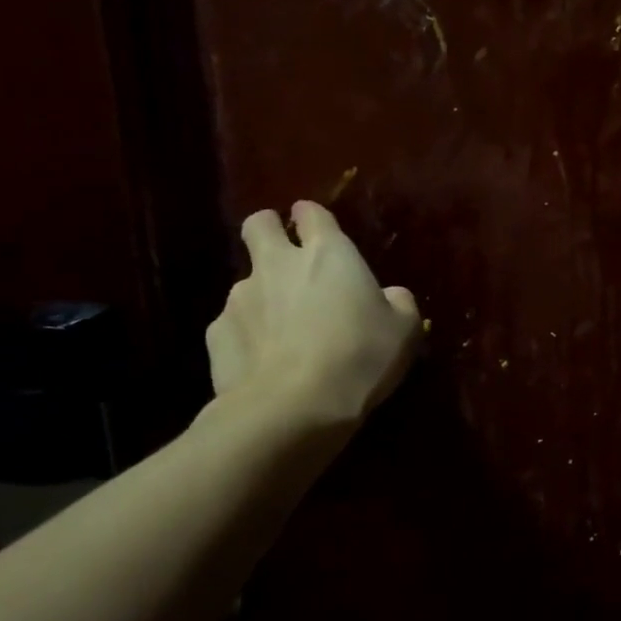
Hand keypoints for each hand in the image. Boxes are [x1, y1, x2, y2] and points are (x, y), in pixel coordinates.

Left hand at [205, 201, 421, 438]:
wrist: (294, 406)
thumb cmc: (360, 356)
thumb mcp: (404, 330)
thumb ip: (398, 303)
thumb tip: (391, 295)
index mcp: (329, 254)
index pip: (312, 213)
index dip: (313, 217)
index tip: (318, 228)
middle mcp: (278, 264)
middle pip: (259, 226)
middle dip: (268, 231)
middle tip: (286, 255)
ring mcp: (240, 298)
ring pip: (247, 282)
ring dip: (264, 295)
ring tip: (284, 332)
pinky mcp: (216, 334)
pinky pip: (233, 325)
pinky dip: (248, 336)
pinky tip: (266, 362)